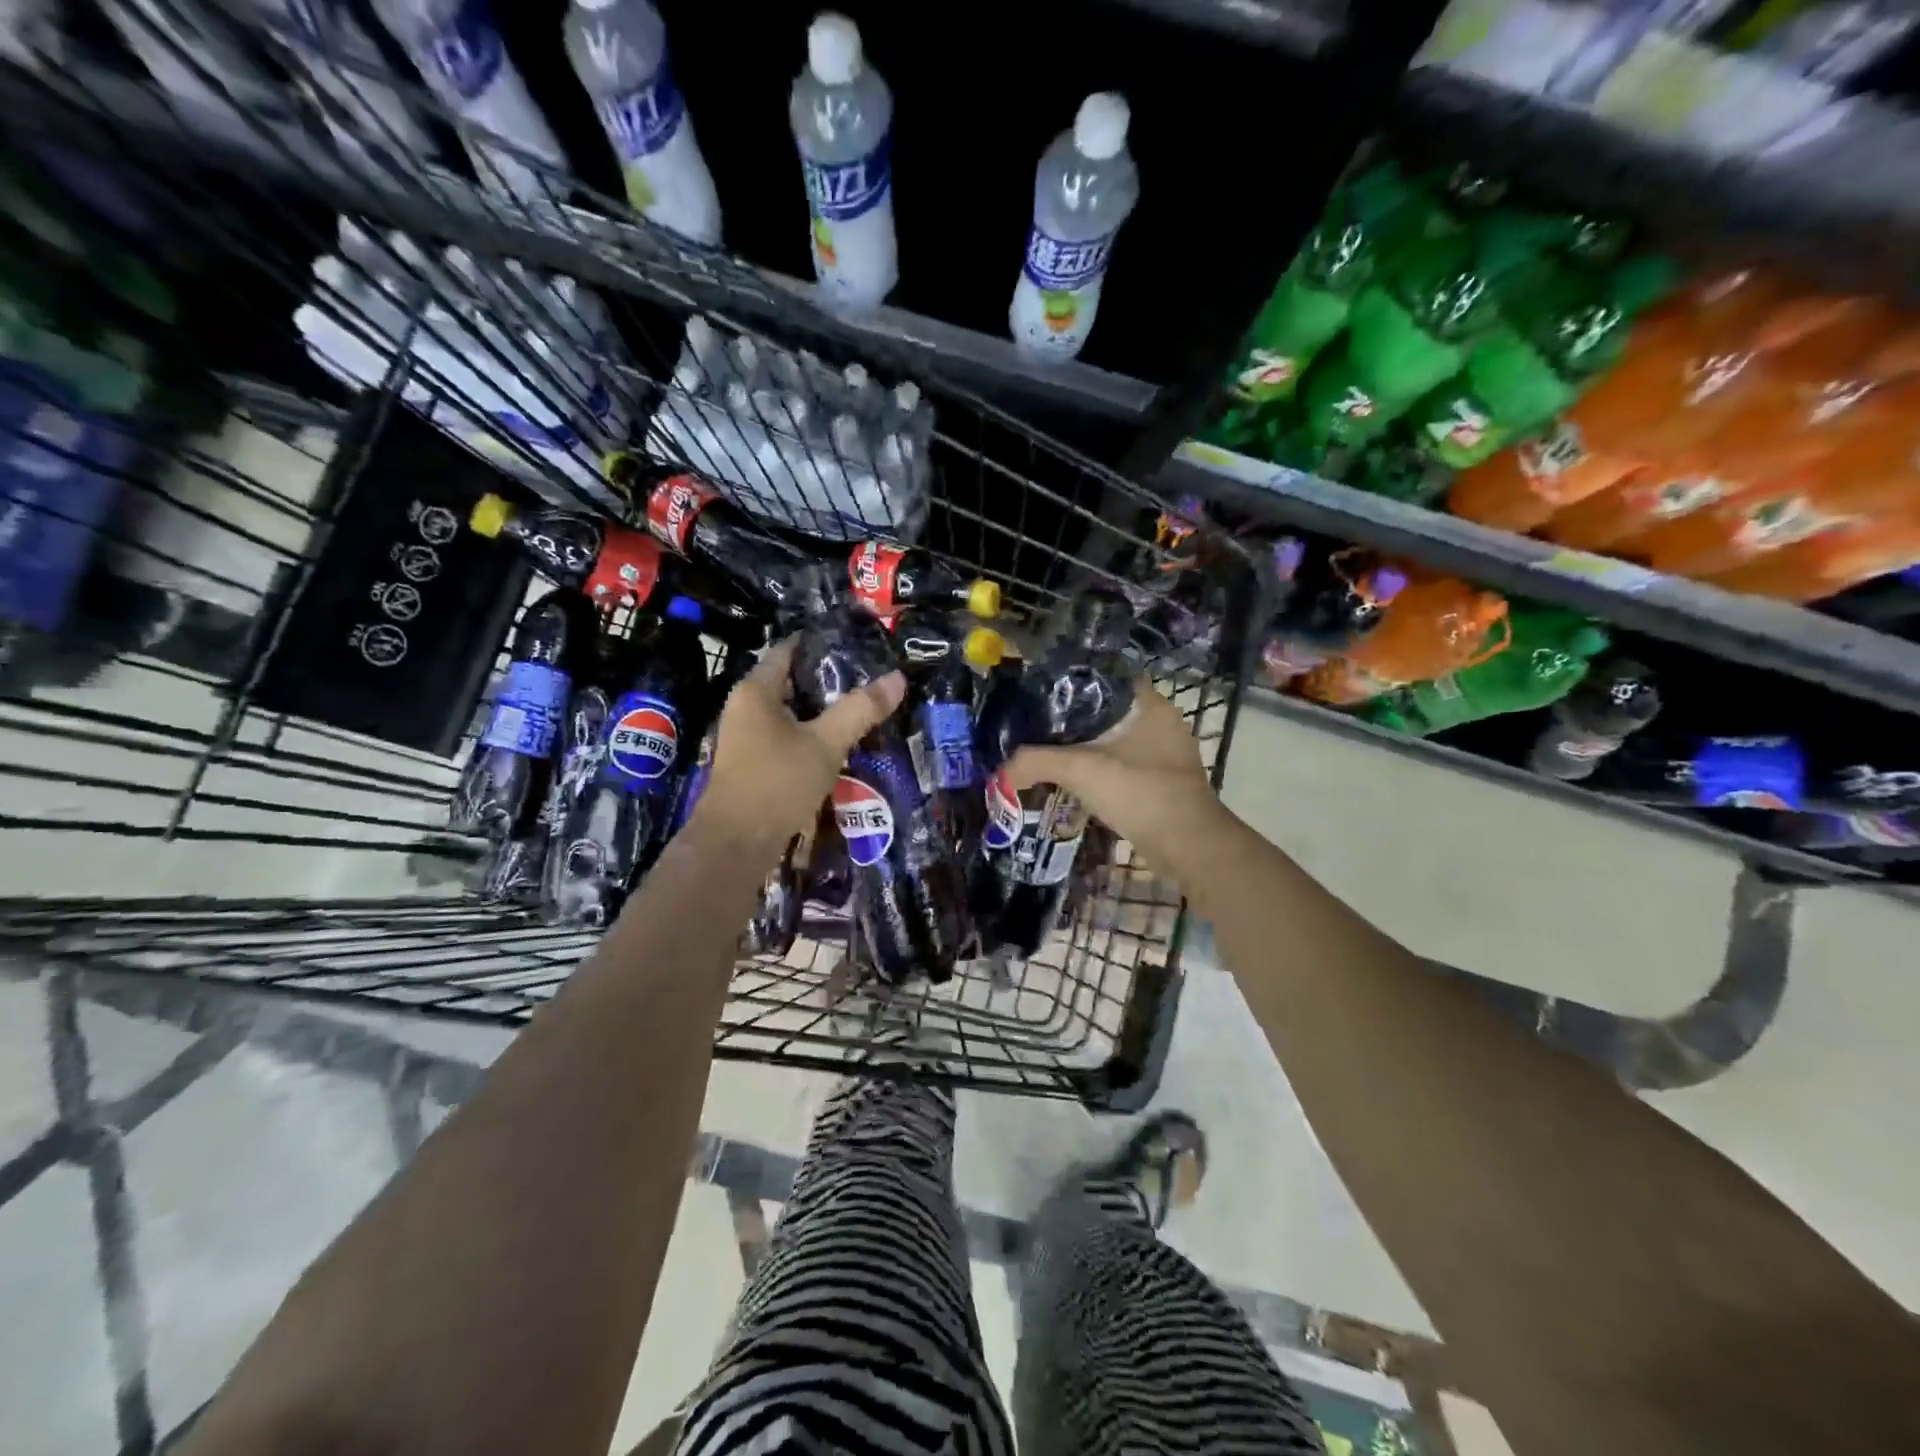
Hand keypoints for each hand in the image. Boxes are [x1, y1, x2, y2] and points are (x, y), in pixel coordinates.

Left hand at [692, 637, 904, 852]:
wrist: (736, 844)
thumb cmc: (777, 783)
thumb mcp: (826, 743)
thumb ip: (860, 710)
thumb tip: (897, 678)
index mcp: (756, 691)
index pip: (788, 650)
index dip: (821, 643)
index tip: (857, 643)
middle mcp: (745, 707)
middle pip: (790, 681)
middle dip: (828, 680)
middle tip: (869, 678)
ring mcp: (746, 738)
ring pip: (790, 713)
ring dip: (822, 712)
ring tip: (861, 709)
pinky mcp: (753, 764)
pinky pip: (786, 738)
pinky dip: (811, 736)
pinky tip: (839, 745)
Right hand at [1004, 679, 1224, 866]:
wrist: (1188, 846)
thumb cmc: (1139, 793)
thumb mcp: (1080, 770)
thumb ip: (1035, 762)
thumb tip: (1000, 772)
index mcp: (1150, 705)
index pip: (1106, 679)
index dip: (1073, 684)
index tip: (1041, 695)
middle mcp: (1162, 723)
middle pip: (1109, 712)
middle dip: (1075, 721)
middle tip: (1039, 727)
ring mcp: (1167, 755)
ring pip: (1117, 741)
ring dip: (1088, 748)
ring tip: (1051, 753)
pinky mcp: (1164, 783)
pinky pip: (1124, 766)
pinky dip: (1101, 771)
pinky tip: (1076, 781)